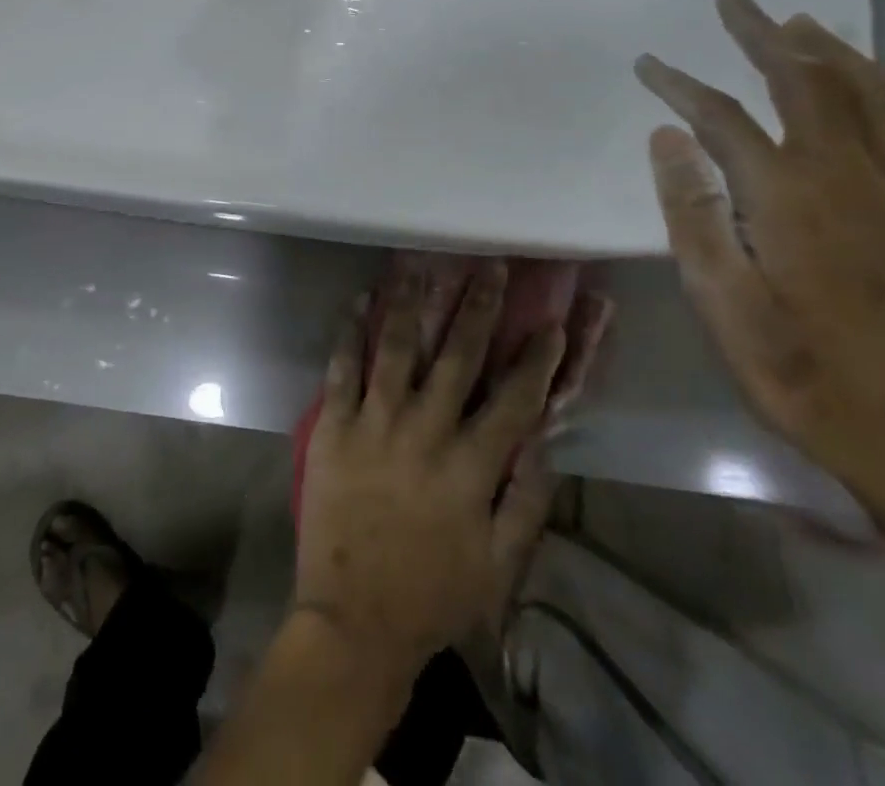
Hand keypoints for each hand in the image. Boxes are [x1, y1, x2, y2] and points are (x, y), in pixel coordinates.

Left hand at [295, 260, 564, 681]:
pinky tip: (361, 298)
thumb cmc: (433, 595)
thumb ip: (526, 502)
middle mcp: (425, 430)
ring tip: (421, 263)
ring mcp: (375, 422)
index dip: (536, 357)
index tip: (550, 321)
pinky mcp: (334, 425)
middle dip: (477, 307)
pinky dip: (351, 330)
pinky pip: (342, 367)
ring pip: (396, 348)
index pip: (514, 399)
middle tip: (488, 265)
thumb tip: (544, 444)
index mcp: (470, 465)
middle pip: (457, 356)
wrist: (354, 620)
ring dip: (412, 302)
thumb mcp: (500, 566)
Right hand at [635, 0, 884, 538]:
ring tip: (799, 21)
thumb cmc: (801, 374)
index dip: (679, 84)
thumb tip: (666, 136)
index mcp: (787, 198)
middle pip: (804, 81)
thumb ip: (693, 212)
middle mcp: (848, 177)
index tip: (646, 63)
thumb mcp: (722, 303)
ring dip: (832, 49)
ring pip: (871, 94)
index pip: (721, 117)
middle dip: (761, 33)